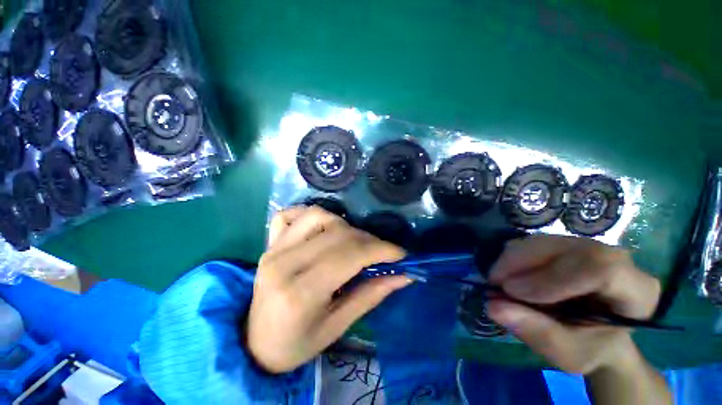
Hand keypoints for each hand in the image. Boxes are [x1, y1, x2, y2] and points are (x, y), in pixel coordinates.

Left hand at [247, 206, 409, 373]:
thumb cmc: (297, 343)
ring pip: (318, 215)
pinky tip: (323, 229)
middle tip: (381, 252)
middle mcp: (285, 263)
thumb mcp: (338, 327)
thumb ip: (371, 295)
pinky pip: (292, 213)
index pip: (349, 256)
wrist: (255, 343)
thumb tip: (403, 275)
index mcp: (300, 293)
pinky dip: (313, 215)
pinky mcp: (270, 243)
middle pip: (338, 234)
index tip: (400, 254)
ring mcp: (274, 249)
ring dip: (344, 225)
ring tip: (353, 243)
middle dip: (369, 240)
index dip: (380, 249)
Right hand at [487, 235, 660, 374]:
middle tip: (494, 281)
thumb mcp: (568, 353)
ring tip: (497, 279)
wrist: (596, 334)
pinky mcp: (565, 244)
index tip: (514, 292)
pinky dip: (514, 256)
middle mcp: (616, 259)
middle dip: (523, 263)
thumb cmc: (590, 348)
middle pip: (567, 248)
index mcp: (636, 290)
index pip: (601, 269)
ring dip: (514, 258)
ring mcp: (589, 247)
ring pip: (546, 241)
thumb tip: (493, 306)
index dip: (553, 278)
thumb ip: (537, 332)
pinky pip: (535, 242)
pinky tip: (507, 273)